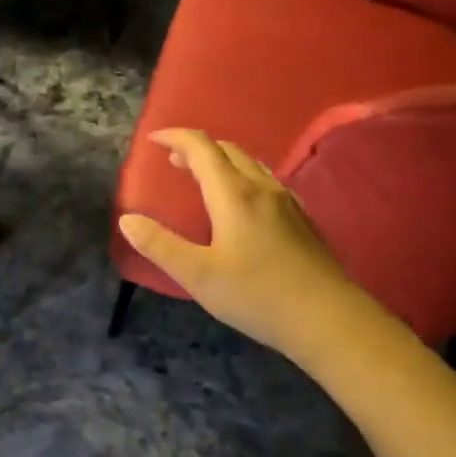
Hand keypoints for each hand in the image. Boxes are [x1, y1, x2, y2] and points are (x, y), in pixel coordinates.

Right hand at [117, 129, 351, 355]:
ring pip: (251, 164)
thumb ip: (160, 245)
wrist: (328, 319)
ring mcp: (287, 202)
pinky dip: (243, 177)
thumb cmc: (257, 295)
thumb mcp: (198, 275)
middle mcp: (262, 188)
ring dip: (221, 161)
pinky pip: (267, 182)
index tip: (153, 140)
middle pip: (228, 151)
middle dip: (197, 148)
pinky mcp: (303, 220)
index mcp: (233, 194)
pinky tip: (244, 203)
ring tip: (203, 177)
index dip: (176, 137)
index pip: (202, 148)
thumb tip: (127, 220)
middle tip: (173, 161)